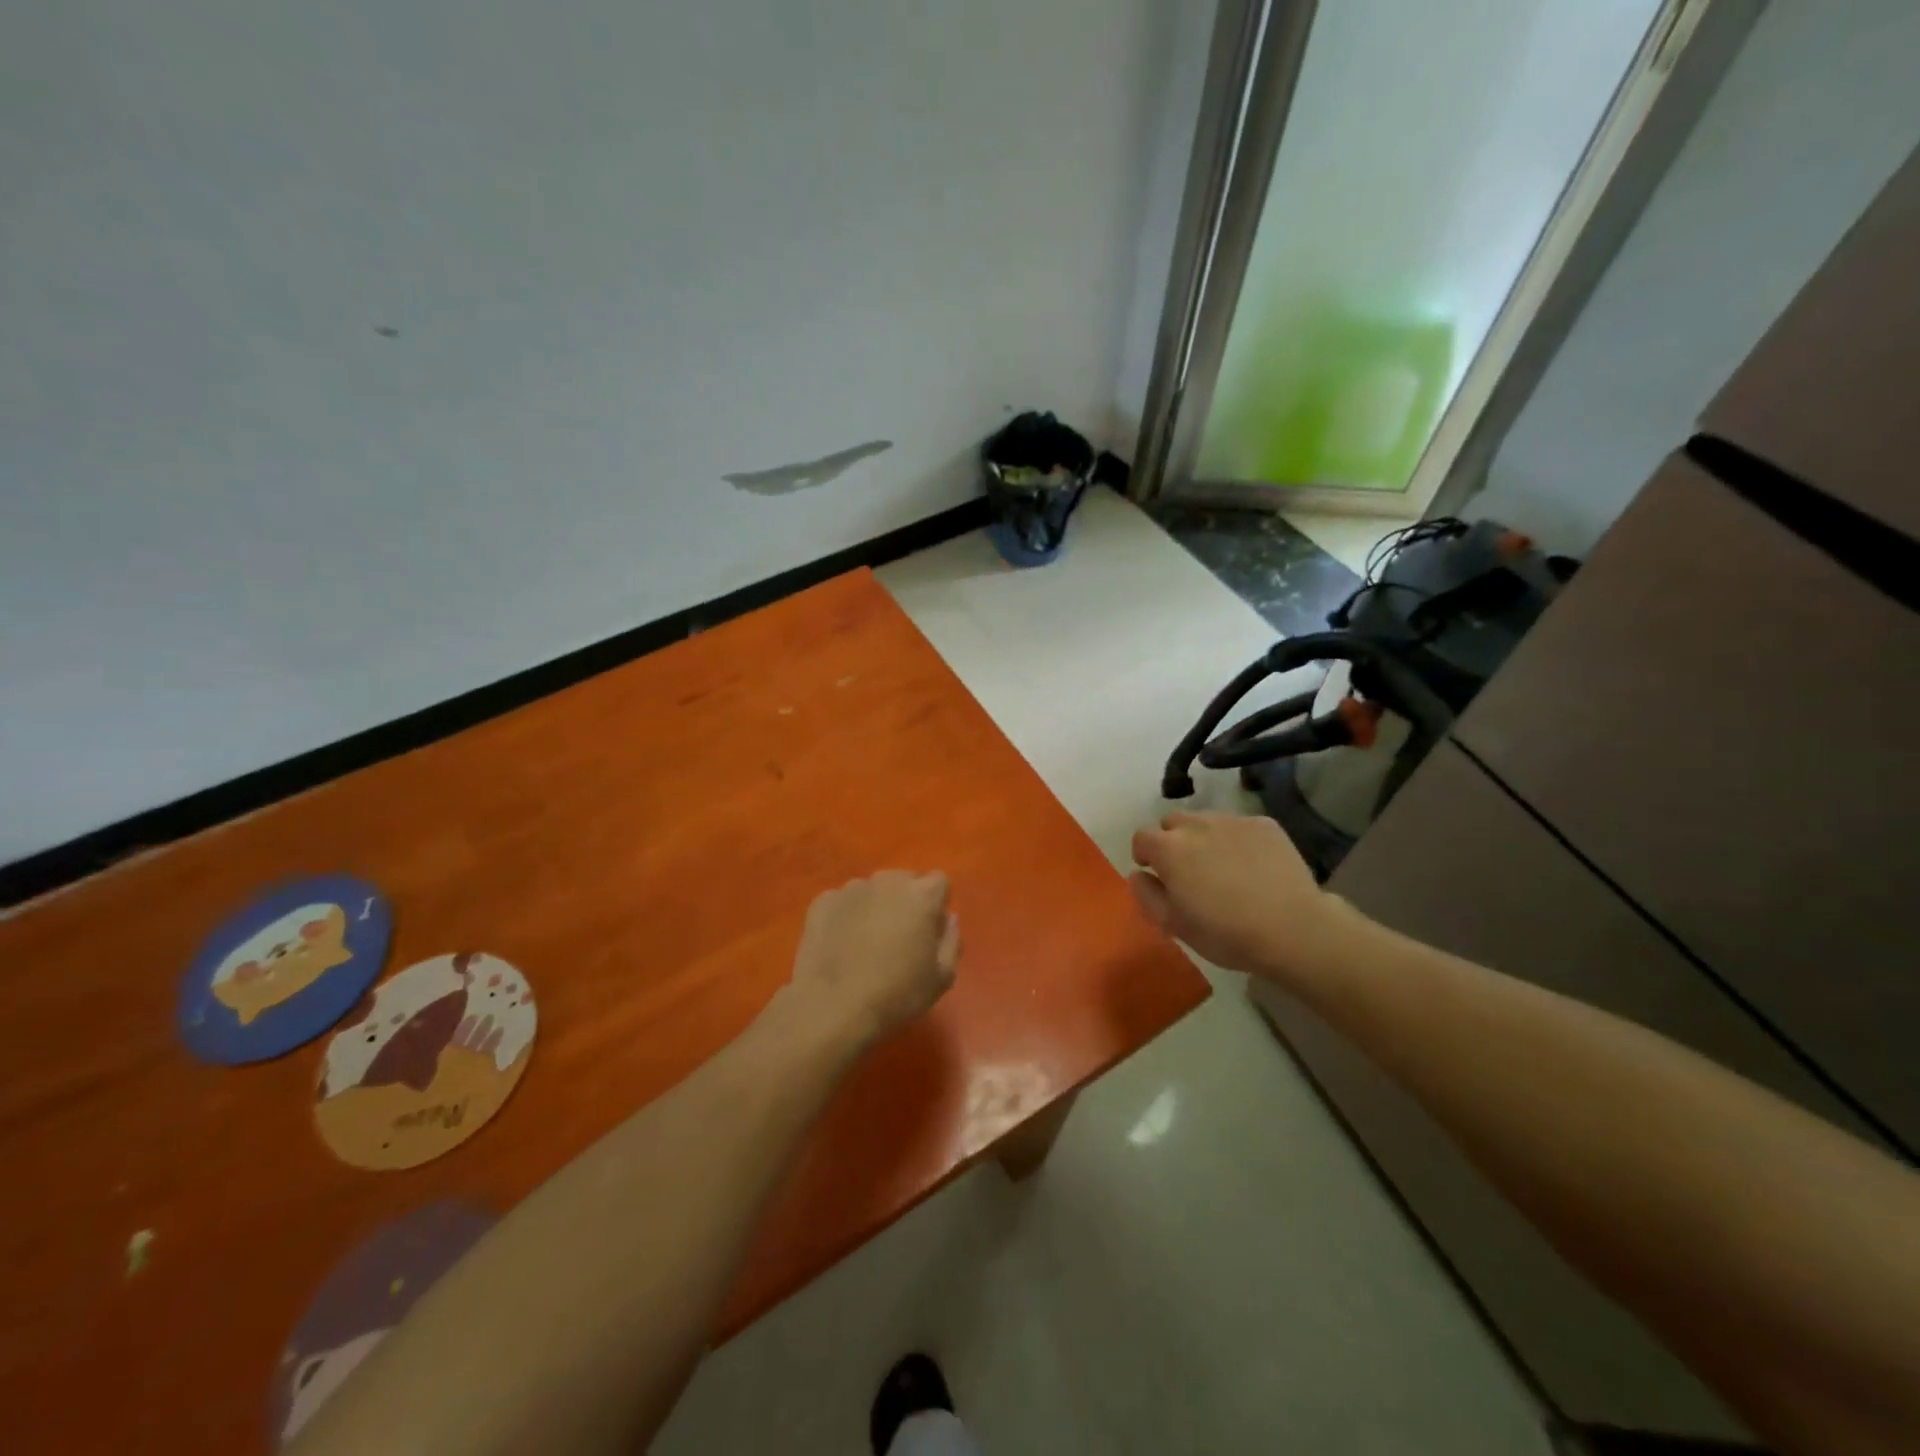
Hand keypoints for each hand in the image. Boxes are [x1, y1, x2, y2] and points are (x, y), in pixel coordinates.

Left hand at [782, 872, 959, 1053]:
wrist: (831, 1006)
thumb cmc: (896, 994)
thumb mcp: (942, 978)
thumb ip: (951, 940)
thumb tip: (947, 918)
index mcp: (921, 894)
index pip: (939, 882)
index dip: (936, 905)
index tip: (929, 931)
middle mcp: (887, 881)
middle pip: (904, 881)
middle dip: (906, 901)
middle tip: (899, 937)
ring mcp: (851, 888)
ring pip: (872, 890)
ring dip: (875, 907)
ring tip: (866, 943)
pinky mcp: (823, 901)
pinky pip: (843, 902)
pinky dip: (846, 916)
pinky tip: (841, 946)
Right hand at [1130, 811, 1350, 986]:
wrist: (1292, 928)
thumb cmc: (1225, 932)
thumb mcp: (1174, 925)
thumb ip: (1147, 895)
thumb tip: (1139, 874)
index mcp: (1169, 848)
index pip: (1142, 836)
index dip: (1145, 853)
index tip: (1156, 872)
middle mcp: (1196, 825)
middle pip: (1173, 822)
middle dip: (1173, 841)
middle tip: (1188, 870)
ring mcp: (1233, 821)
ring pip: (1207, 820)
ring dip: (1204, 837)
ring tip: (1222, 866)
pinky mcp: (1264, 824)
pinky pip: (1240, 826)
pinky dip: (1238, 840)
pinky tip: (1253, 866)